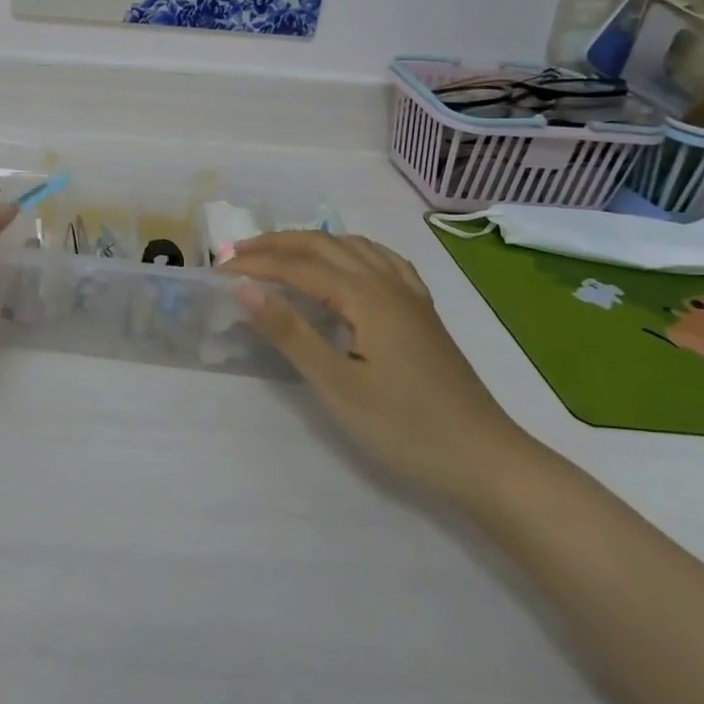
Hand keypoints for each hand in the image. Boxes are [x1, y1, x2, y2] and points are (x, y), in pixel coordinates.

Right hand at [223, 232, 534, 501]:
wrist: (485, 460)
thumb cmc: (405, 427)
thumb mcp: (337, 384)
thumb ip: (290, 331)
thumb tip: (244, 287)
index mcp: (365, 295)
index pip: (298, 266)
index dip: (256, 265)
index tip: (218, 272)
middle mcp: (387, 283)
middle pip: (325, 245)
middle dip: (278, 244)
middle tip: (238, 255)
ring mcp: (410, 296)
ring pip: (354, 247)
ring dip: (312, 243)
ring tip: (280, 254)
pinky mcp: (423, 313)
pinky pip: (382, 261)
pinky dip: (351, 251)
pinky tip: (348, 264)